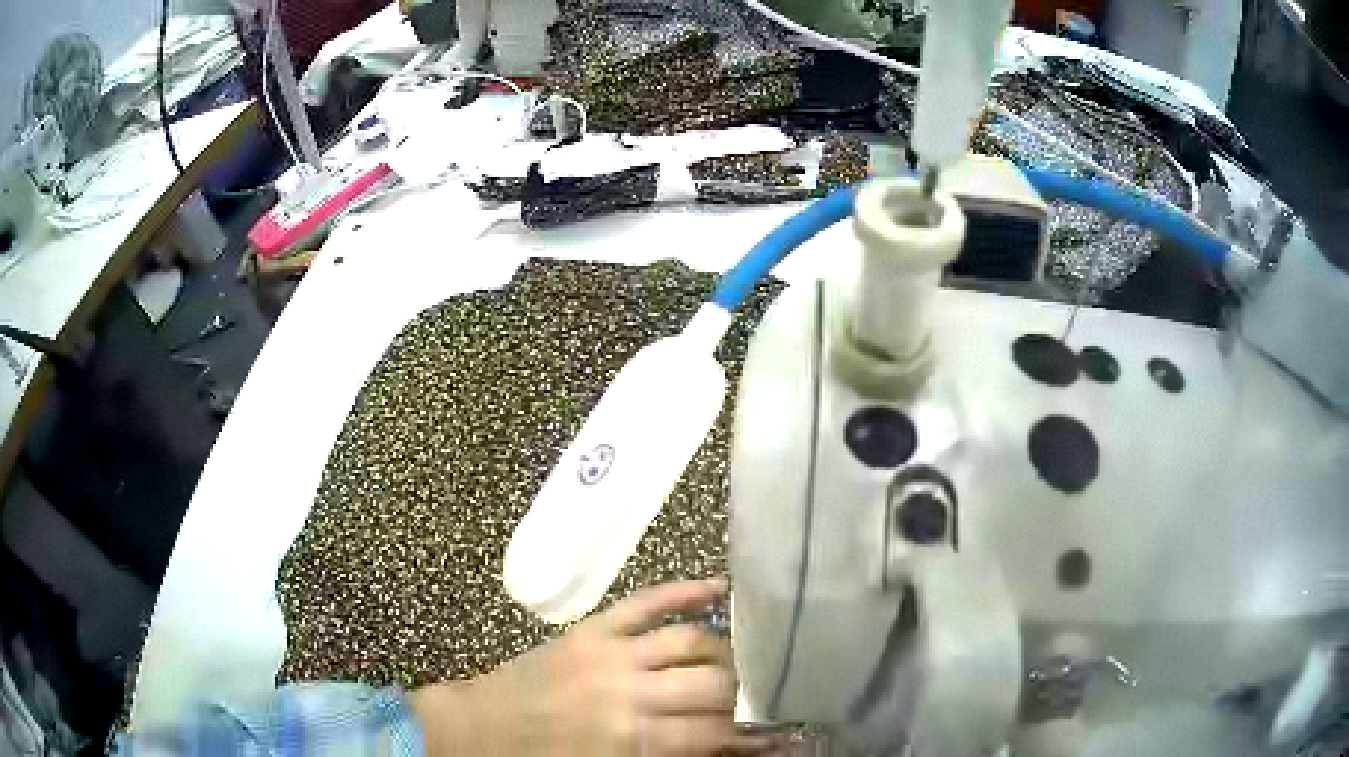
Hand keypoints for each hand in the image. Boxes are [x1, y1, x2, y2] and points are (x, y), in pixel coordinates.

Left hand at [414, 579, 761, 755]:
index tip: (762, 736)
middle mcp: (631, 692)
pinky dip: (685, 592)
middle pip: (712, 685)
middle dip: (738, 695)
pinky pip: (648, 602)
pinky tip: (719, 586)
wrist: (480, 728)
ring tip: (734, 663)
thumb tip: (718, 747)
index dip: (743, 735)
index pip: (712, 732)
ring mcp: (613, 653)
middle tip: (743, 701)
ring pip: (692, 642)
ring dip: (723, 654)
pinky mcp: (594, 628)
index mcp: (632, 738)